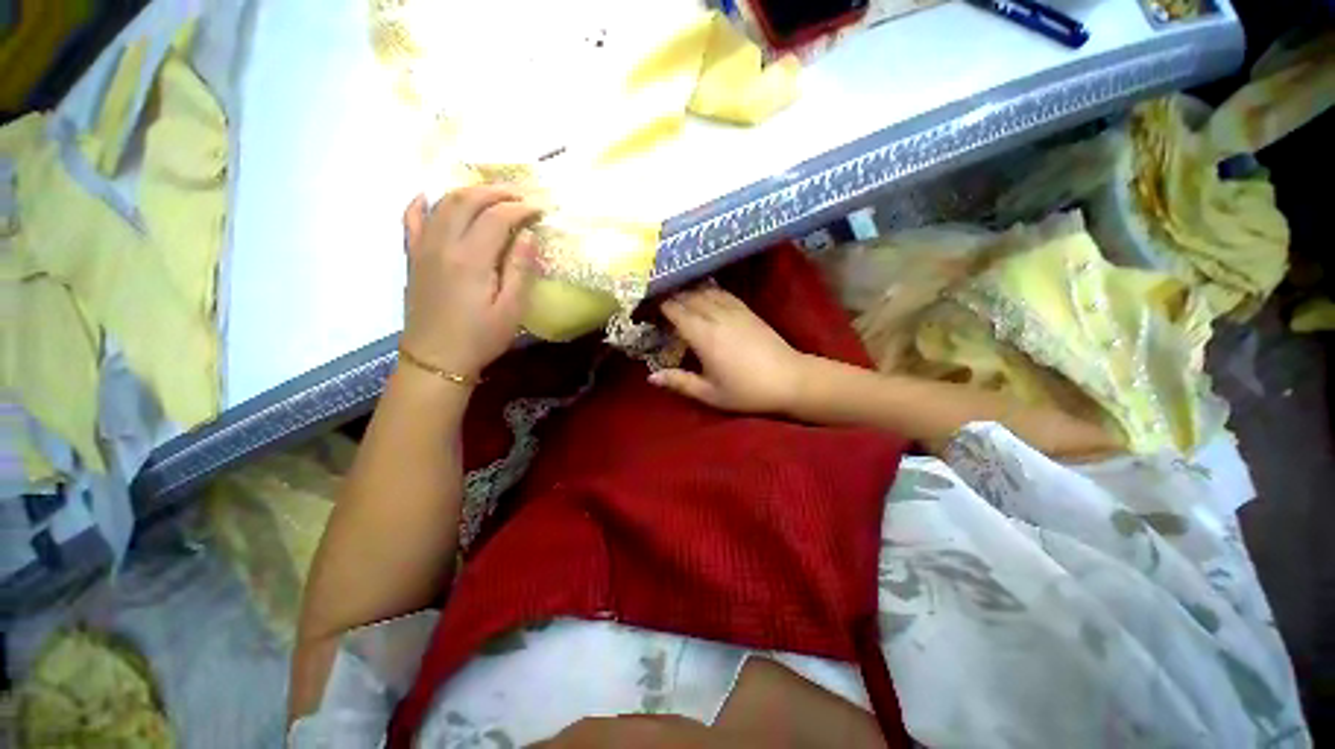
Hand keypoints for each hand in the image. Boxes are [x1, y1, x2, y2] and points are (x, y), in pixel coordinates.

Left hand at [400, 187, 540, 378]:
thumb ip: (519, 269)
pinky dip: (421, 203)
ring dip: (468, 192)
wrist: (436, 358)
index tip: (539, 209)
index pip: (497, 217)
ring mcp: (423, 248)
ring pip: (442, 204)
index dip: (520, 208)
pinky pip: (411, 220)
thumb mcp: (511, 309)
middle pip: (467, 200)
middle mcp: (443, 244)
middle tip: (519, 195)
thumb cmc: (480, 337)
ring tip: (491, 195)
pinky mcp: (413, 257)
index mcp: (471, 259)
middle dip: (496, 192)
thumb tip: (527, 235)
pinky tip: (429, 197)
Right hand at [651, 287, 808, 413]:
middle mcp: (715, 315)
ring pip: (704, 290)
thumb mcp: (710, 394)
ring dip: (686, 288)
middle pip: (687, 296)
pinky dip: (707, 288)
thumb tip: (651, 377)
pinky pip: (721, 292)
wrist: (790, 379)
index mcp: (703, 335)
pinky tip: (701, 289)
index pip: (674, 310)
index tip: (643, 304)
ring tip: (673, 290)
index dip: (657, 304)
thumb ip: (679, 382)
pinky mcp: (746, 309)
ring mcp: (733, 309)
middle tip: (653, 296)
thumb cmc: (747, 391)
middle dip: (668, 294)